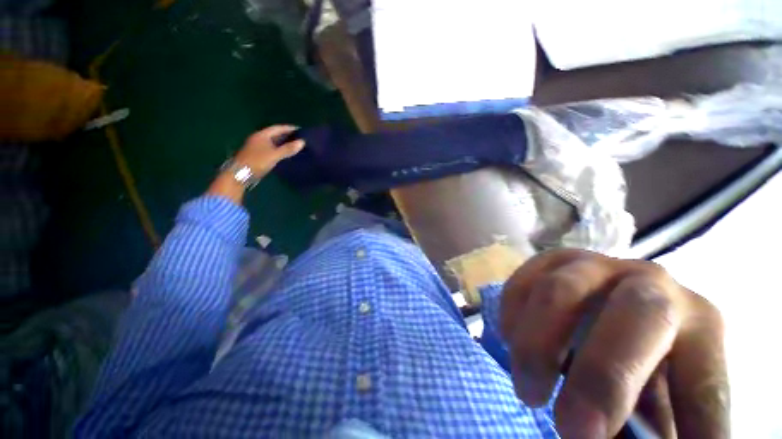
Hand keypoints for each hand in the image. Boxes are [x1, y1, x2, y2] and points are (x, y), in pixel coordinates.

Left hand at [207, 125, 304, 204]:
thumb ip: (288, 149)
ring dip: (284, 143)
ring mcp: (258, 147)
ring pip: (274, 142)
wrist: (241, 174)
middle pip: (275, 134)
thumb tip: (302, 142)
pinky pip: (272, 149)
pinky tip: (286, 154)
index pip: (277, 128)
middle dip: (287, 135)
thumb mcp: (275, 155)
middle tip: (300, 138)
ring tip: (295, 146)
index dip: (289, 128)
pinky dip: (280, 149)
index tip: (300, 130)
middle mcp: (259, 138)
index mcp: (262, 135)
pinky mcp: (258, 155)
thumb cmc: (257, 161)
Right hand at [500, 249, 727, 437]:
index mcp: (702, 326)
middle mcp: (652, 282)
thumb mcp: (661, 404)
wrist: (610, 300)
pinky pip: (523, 283)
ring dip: (537, 347)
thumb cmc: (641, 362)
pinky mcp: (550, 259)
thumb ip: (650, 432)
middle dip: (600, 377)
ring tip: (528, 392)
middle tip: (570, 430)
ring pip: (558, 292)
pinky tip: (512, 341)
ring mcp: (594, 264)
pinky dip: (512, 315)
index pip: (702, 385)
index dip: (672, 431)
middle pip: (635, 315)